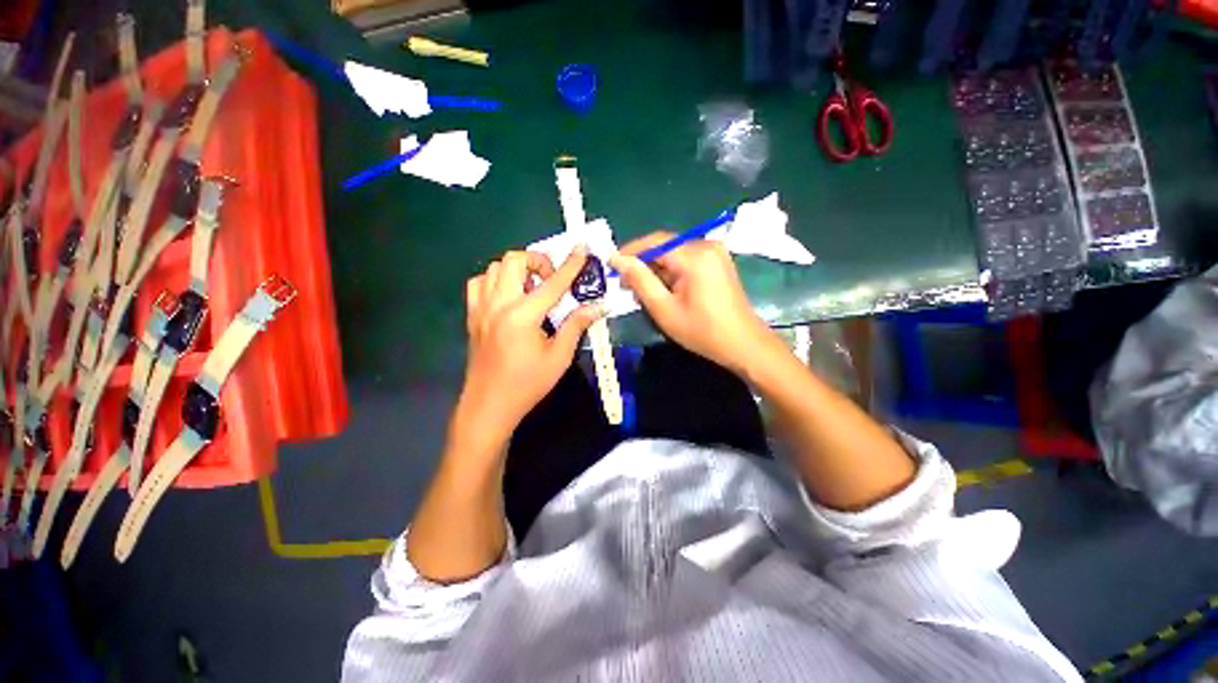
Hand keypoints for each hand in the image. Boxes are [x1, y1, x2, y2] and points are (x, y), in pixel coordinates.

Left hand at [454, 247, 603, 447]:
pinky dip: (496, 280)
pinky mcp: (472, 315)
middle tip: (551, 280)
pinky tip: (508, 296)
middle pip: (514, 260)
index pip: (552, 283)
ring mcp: (481, 308)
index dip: (570, 264)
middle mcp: (498, 304)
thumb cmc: (528, 384)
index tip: (581, 249)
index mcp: (522, 316)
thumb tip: (597, 307)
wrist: (490, 404)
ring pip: (495, 268)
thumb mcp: (559, 357)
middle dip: (538, 261)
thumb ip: (577, 326)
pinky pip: (479, 283)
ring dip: (517, 270)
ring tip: (531, 288)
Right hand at [610, 234, 778, 375]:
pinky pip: (686, 260)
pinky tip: (664, 291)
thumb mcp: (664, 309)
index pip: (653, 242)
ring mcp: (715, 253)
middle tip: (626, 287)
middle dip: (643, 264)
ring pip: (674, 254)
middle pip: (664, 247)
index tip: (611, 266)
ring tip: (643, 294)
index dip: (630, 252)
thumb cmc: (702, 331)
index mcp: (694, 255)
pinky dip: (671, 273)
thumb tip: (618, 259)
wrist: (744, 344)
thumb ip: (640, 281)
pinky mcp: (718, 262)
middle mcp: (706, 245)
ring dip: (656, 271)